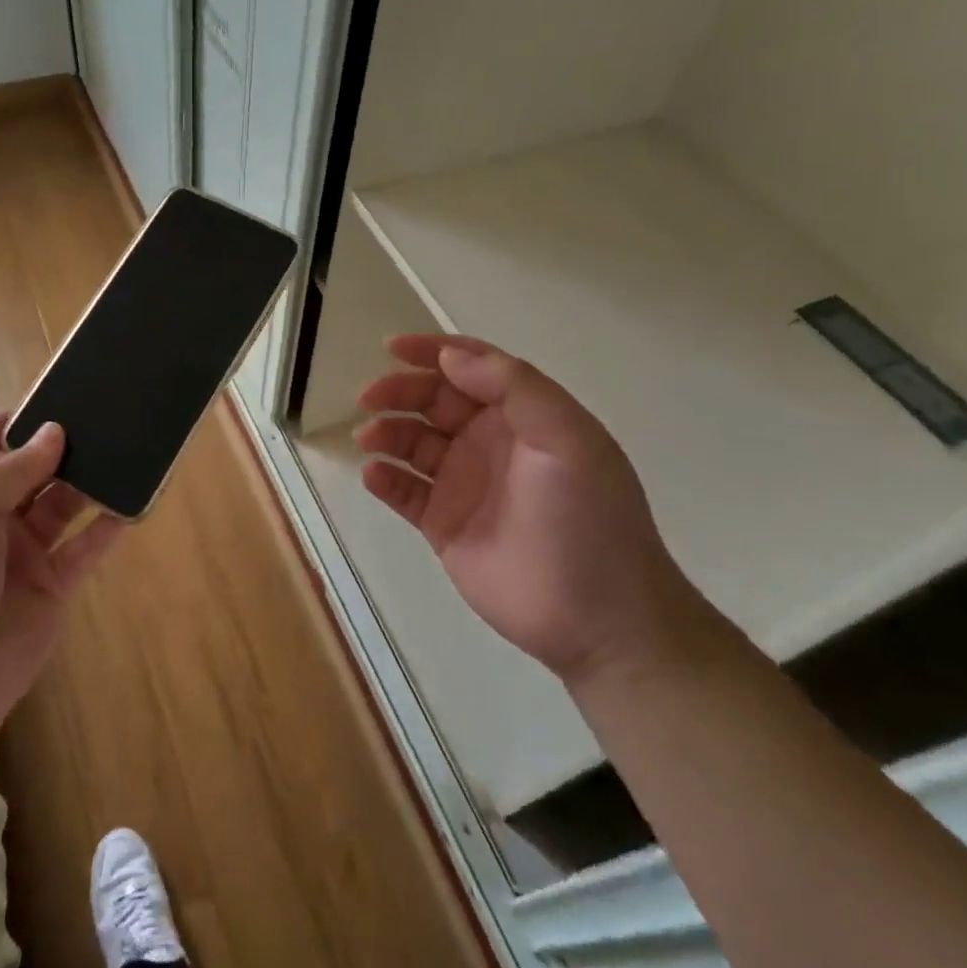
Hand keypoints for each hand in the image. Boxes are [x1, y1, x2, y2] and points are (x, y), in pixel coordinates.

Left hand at [0, 412, 124, 737]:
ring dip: (85, 482)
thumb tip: (54, 432)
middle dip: (56, 448)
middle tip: (97, 419)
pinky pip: (85, 547)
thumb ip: (12, 471)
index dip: (6, 424)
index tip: (48, 402)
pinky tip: (132, 502)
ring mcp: (22, 554)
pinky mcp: (54, 584)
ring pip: (60, 506)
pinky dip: (108, 526)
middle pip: (26, 473)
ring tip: (120, 450)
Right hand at [355, 333, 689, 684]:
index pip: (472, 369)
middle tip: (368, 398)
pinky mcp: (443, 525)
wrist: (598, 619)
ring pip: (412, 443)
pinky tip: (374, 475)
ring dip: (387, 432)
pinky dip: (385, 478)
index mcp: (523, 416)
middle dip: (399, 392)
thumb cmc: (588, 519)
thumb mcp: (567, 439)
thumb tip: (450, 356)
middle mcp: (489, 442)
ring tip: (369, 439)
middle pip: (433, 401)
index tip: (392, 347)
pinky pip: (405, 492)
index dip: (433, 352)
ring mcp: (464, 484)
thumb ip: (513, 387)